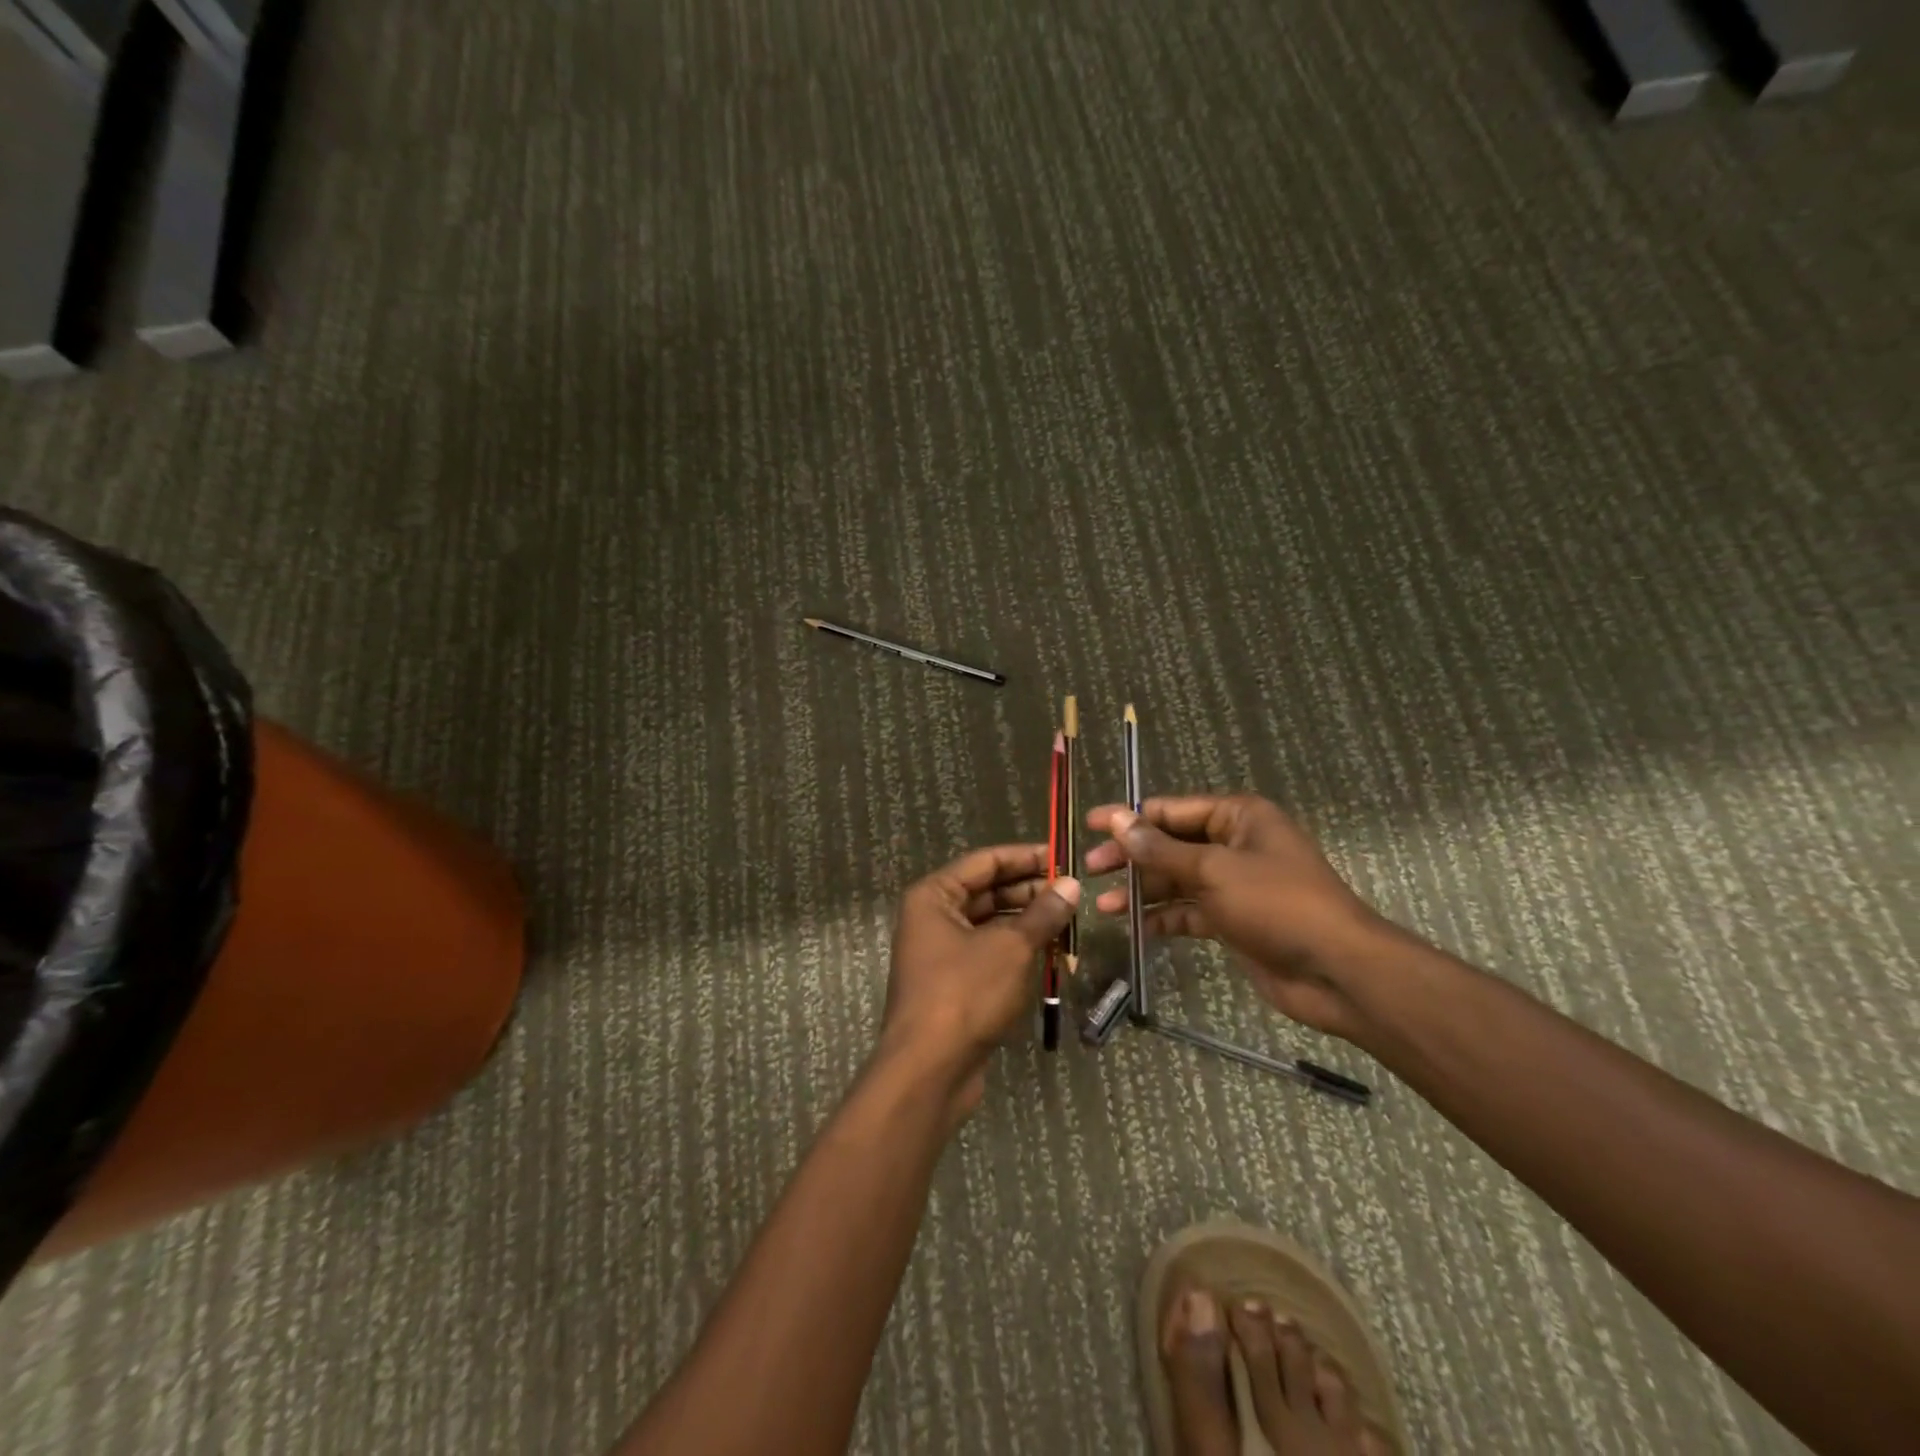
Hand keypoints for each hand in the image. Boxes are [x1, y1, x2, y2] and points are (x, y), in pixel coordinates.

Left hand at [879, 843, 1079, 1121]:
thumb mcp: (1011, 947)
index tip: (1064, 856)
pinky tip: (1052, 955)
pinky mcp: (954, 984)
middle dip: (1031, 892)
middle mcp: (933, 917)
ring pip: (992, 925)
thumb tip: (1071, 885)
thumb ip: (1042, 913)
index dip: (1026, 856)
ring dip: (1029, 923)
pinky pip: (990, 954)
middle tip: (1074, 893)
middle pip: (988, 892)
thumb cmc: (966, 994)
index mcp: (935, 896)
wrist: (929, 1070)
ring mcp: (942, 952)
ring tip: (1070, 922)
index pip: (985, 861)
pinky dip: (1019, 952)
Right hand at [1083, 794, 1395, 1039]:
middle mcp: (1235, 844)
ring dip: (1142, 892)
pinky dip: (1165, 918)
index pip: (1170, 809)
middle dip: (1132, 858)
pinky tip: (1136, 929)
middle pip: (1170, 844)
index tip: (1090, 825)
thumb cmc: (1277, 905)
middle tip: (1090, 870)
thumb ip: (1161, 848)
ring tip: (1104, 907)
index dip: (1128, 817)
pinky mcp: (1234, 919)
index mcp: (1238, 817)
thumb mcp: (1213, 870)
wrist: (1337, 971)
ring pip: (1177, 880)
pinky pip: (1190, 911)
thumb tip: (1117, 820)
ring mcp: (1235, 884)